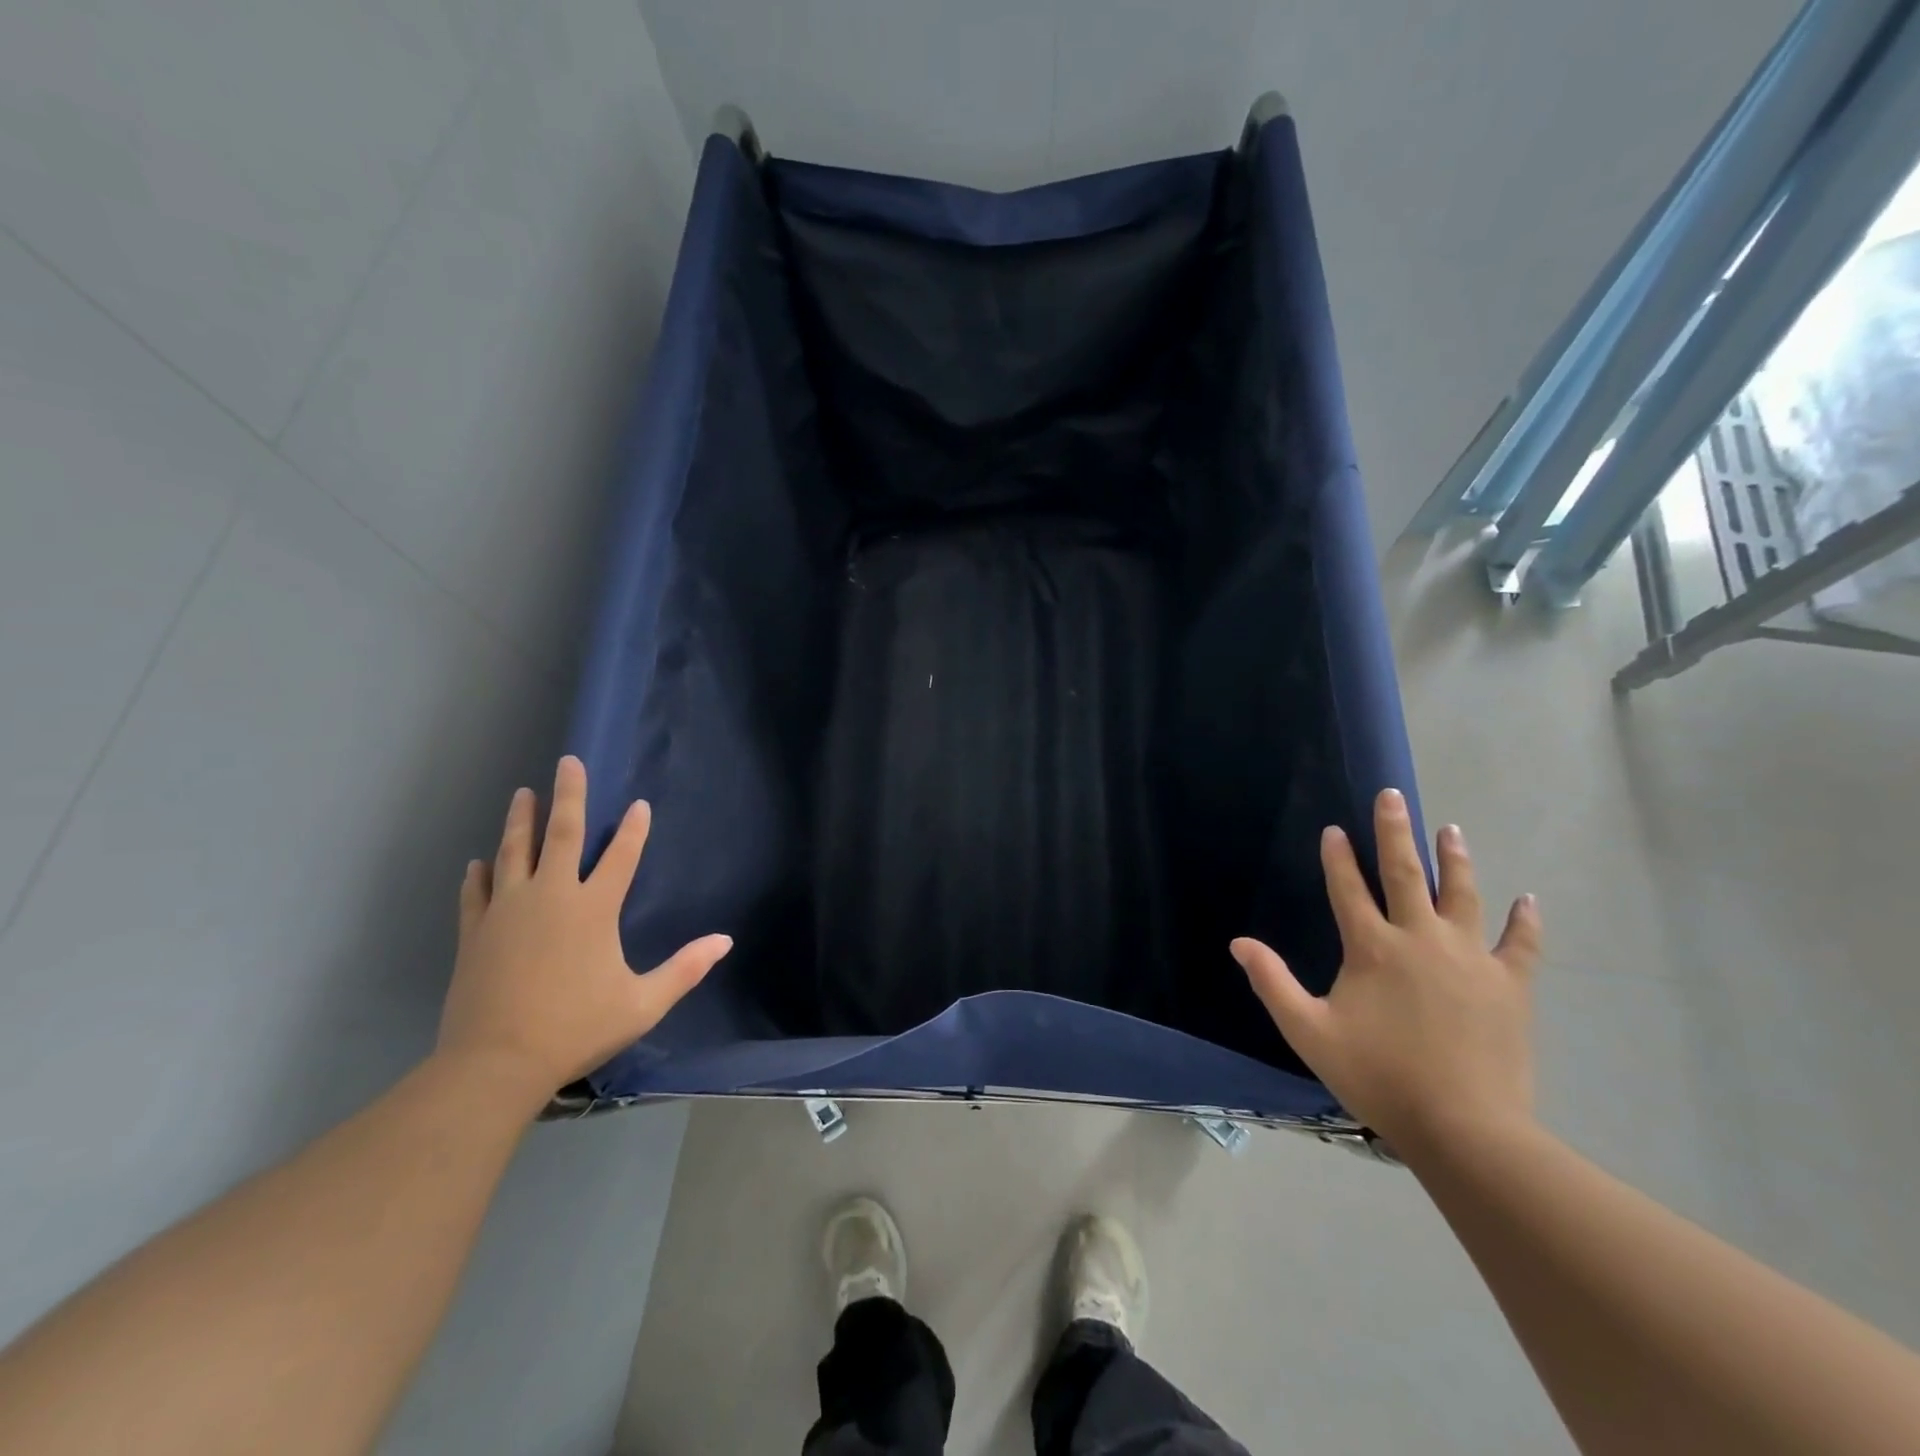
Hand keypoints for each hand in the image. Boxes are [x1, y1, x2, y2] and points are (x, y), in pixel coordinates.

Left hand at [437, 755, 731, 1102]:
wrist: (494, 1064)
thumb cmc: (576, 1028)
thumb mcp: (642, 1004)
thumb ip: (685, 969)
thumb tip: (725, 941)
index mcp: (593, 909)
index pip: (621, 857)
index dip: (634, 830)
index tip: (639, 805)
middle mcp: (550, 897)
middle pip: (561, 835)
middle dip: (568, 796)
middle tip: (568, 762)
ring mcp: (507, 911)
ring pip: (514, 853)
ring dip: (520, 821)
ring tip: (522, 793)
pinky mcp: (475, 932)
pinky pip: (477, 892)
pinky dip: (480, 874)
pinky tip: (479, 861)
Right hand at [1230, 788, 1541, 1155]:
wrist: (1464, 1128)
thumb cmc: (1378, 1076)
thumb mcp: (1309, 1031)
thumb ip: (1272, 982)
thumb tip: (1239, 942)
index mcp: (1372, 948)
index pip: (1348, 889)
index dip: (1338, 857)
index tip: (1334, 829)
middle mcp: (1421, 939)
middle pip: (1405, 873)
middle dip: (1394, 832)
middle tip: (1392, 797)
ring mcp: (1470, 958)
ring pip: (1461, 895)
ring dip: (1454, 859)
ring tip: (1450, 829)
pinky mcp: (1509, 985)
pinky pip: (1520, 944)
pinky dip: (1524, 921)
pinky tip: (1527, 900)